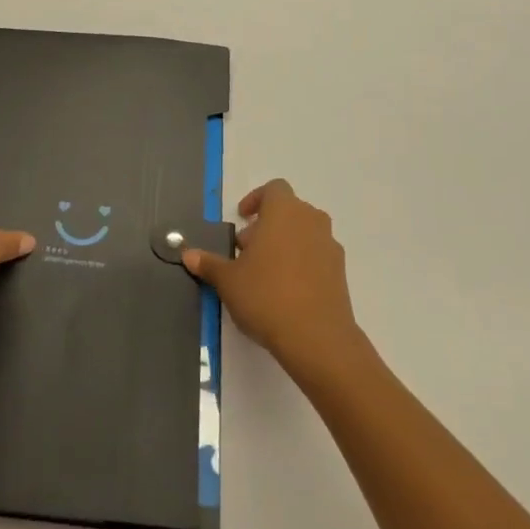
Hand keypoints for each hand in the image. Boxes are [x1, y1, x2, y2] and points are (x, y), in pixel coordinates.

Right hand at [183, 179, 365, 381]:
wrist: (318, 339)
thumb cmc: (267, 296)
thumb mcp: (228, 280)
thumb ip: (209, 263)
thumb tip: (188, 254)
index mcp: (284, 211)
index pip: (273, 189)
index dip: (256, 200)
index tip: (242, 219)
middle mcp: (311, 220)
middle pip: (288, 211)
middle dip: (267, 226)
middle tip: (247, 252)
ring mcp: (330, 246)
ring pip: (304, 233)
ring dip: (285, 244)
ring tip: (265, 273)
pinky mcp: (341, 273)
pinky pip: (317, 257)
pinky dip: (302, 264)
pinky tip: (286, 292)